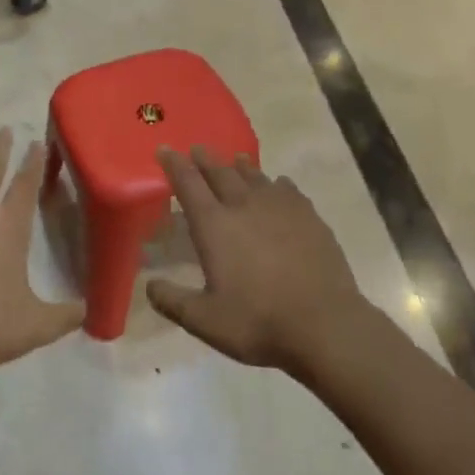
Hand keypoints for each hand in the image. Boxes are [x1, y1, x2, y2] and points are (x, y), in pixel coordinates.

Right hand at [147, 147, 369, 373]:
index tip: (165, 149)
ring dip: (240, 166)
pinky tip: (279, 186)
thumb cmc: (258, 322)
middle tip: (197, 149)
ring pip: (255, 176)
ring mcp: (280, 208)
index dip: (174, 164)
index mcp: (214, 225)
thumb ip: (173, 301)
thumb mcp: (205, 321)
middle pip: (220, 172)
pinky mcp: (309, 216)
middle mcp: (244, 206)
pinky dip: (277, 184)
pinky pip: (288, 189)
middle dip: (205, 159)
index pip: (188, 184)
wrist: (325, 324)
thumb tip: (149, 286)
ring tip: (235, 160)